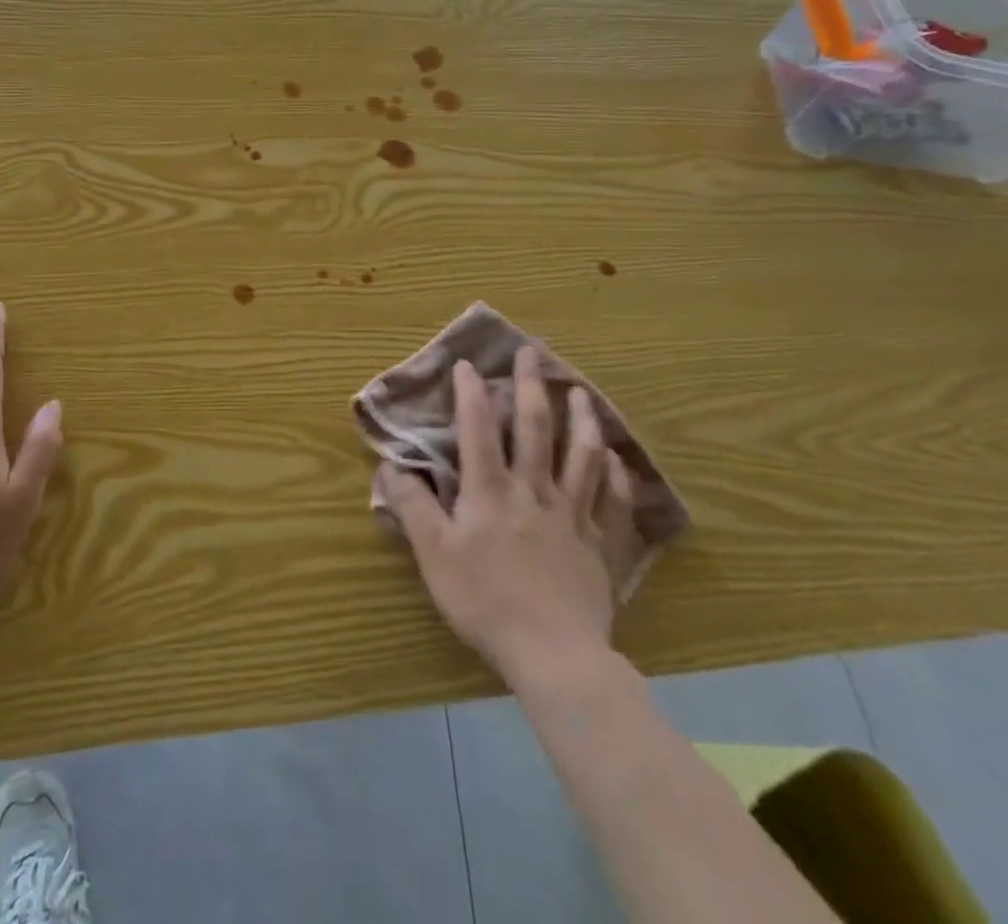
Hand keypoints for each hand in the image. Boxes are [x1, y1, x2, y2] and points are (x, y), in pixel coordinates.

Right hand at [381, 347, 632, 685]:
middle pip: (535, 428)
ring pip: (581, 455)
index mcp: (490, 492)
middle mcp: (533, 491)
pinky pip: (613, 500)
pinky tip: (616, 459)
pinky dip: (616, 475)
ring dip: (581, 419)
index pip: (479, 430)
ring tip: (580, 392)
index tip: (468, 364)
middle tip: (532, 353)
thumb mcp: (434, 555)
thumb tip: (391, 465)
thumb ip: (413, 506)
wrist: (553, 653)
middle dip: (531, 387)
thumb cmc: (485, 601)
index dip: (471, 394)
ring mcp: (572, 515)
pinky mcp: (600, 544)